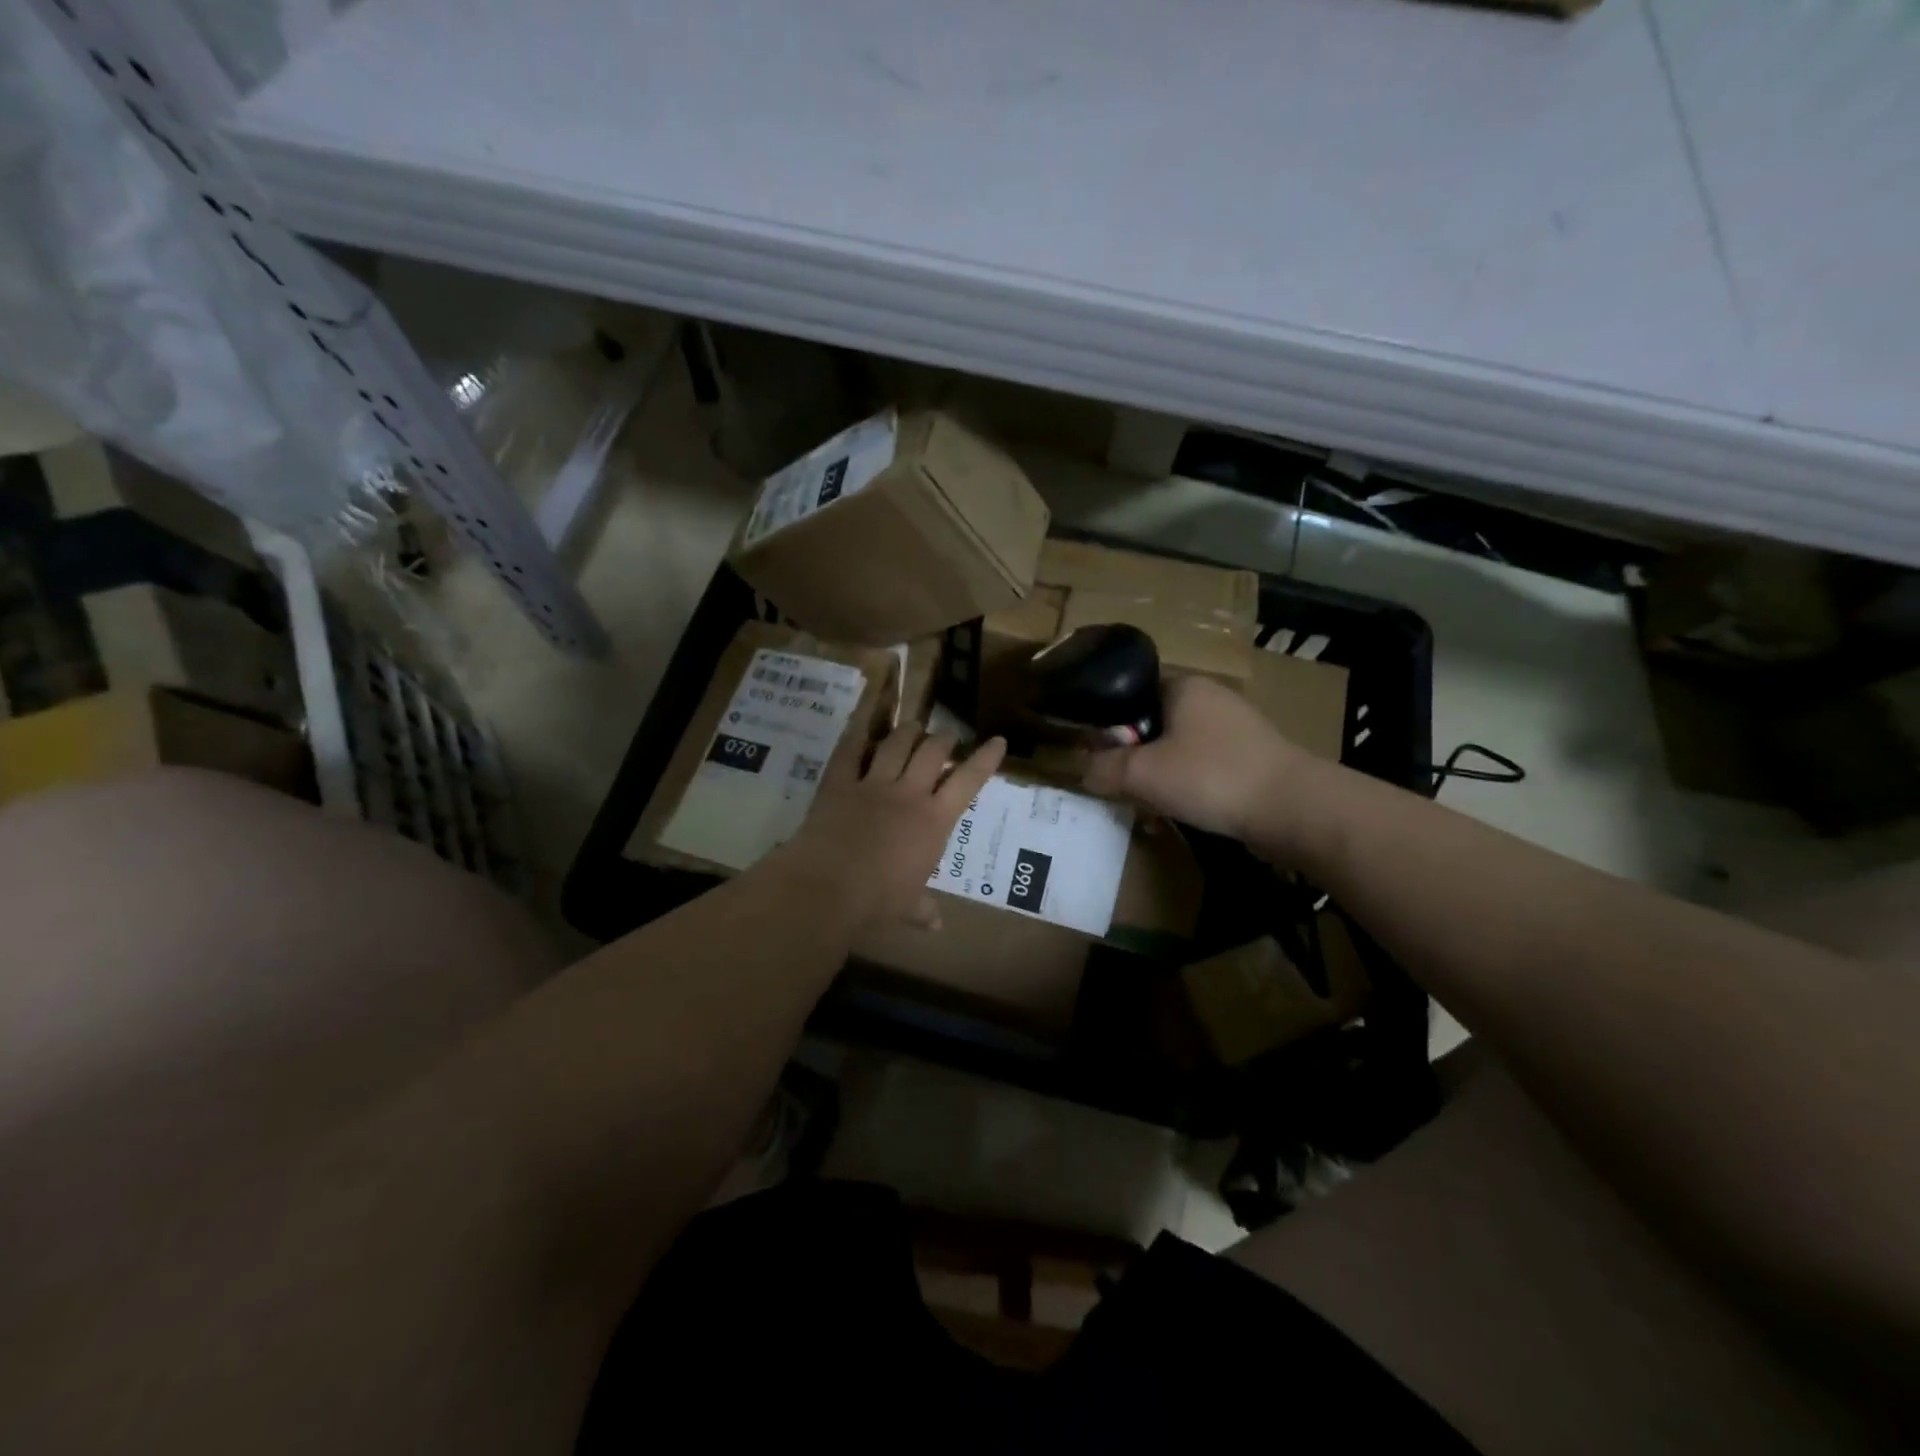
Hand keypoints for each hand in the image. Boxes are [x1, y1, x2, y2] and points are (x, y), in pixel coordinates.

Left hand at [782, 713, 1006, 931]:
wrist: (829, 886)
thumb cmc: (878, 900)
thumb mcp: (906, 906)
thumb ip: (923, 910)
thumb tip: (937, 925)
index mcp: (934, 821)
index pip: (968, 782)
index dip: (985, 759)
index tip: (997, 741)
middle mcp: (909, 794)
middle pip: (932, 753)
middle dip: (943, 739)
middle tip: (947, 736)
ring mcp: (873, 784)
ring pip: (896, 744)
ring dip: (907, 732)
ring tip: (913, 726)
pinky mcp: (839, 782)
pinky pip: (849, 750)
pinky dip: (855, 733)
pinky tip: (861, 722)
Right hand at [1083, 676, 1301, 840]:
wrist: (1292, 808)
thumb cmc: (1210, 776)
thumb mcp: (1142, 773)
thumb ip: (1104, 768)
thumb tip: (1083, 771)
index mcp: (1183, 685)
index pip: (1131, 694)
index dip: (1110, 726)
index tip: (1099, 758)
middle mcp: (1211, 698)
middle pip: (1154, 726)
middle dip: (1135, 761)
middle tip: (1123, 790)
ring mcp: (1236, 728)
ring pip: (1179, 751)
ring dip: (1160, 780)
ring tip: (1151, 811)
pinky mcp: (1253, 758)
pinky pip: (1205, 769)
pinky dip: (1189, 789)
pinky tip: (1182, 816)